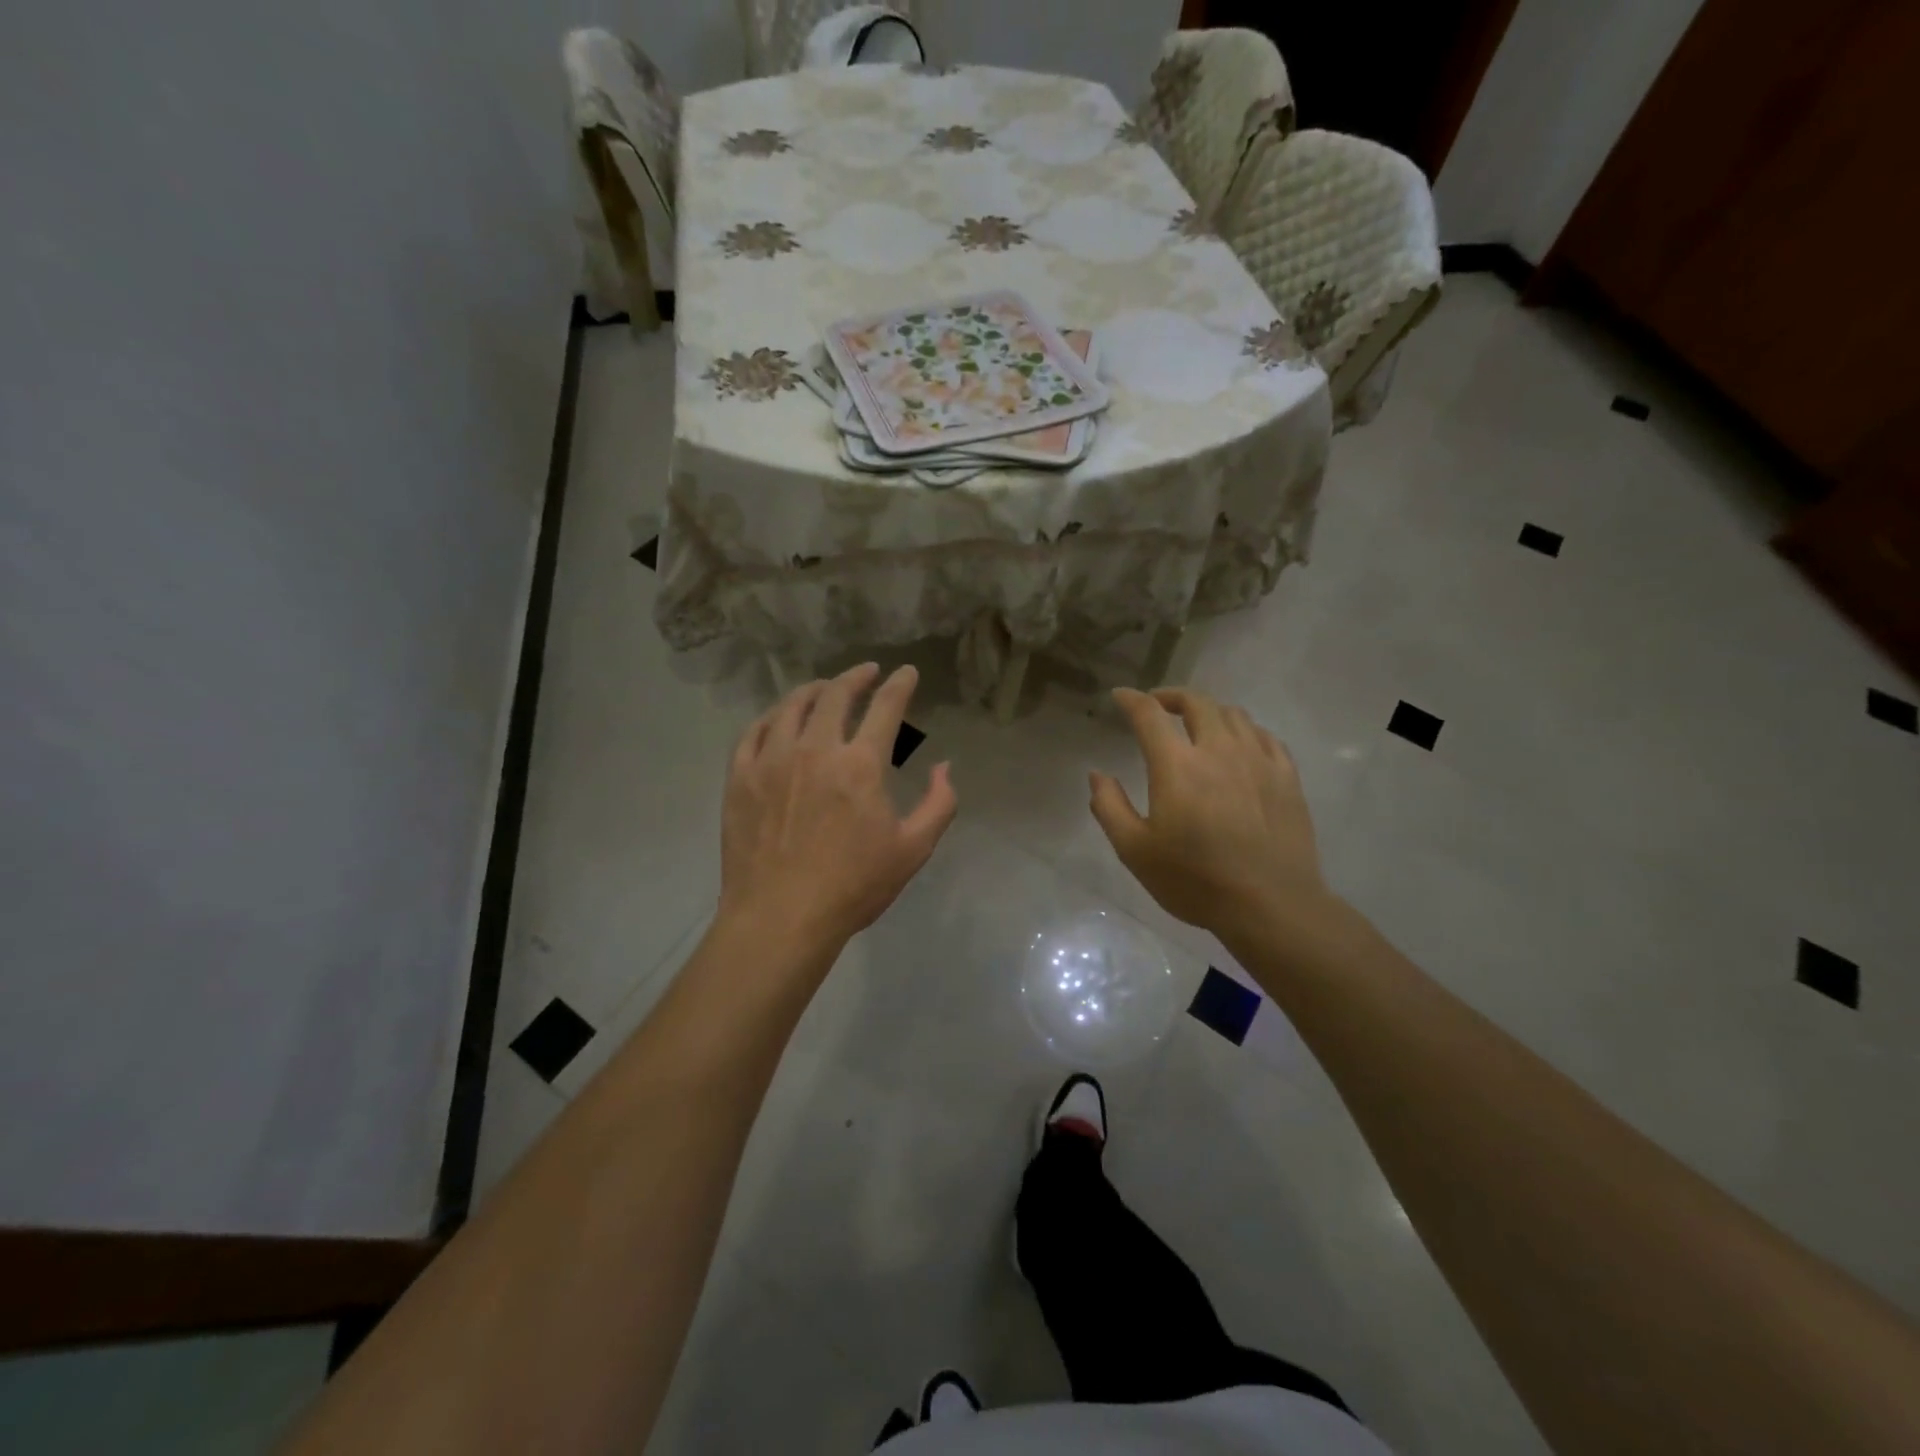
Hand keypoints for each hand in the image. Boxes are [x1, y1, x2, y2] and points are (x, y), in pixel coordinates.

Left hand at [719, 664, 956, 954]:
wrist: (780, 918)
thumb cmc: (853, 886)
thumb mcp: (913, 850)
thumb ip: (939, 803)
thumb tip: (944, 767)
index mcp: (860, 764)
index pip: (885, 707)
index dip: (900, 684)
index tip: (906, 673)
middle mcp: (815, 749)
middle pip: (835, 694)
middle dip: (856, 676)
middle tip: (867, 672)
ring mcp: (771, 760)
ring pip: (791, 706)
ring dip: (814, 690)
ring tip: (824, 688)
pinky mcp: (740, 777)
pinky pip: (753, 731)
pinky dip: (772, 717)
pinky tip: (779, 719)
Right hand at [1090, 688, 1331, 937]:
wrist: (1271, 905)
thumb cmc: (1195, 880)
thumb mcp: (1135, 851)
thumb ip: (1110, 807)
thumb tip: (1097, 775)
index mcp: (1177, 765)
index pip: (1149, 715)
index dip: (1132, 700)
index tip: (1120, 696)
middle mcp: (1219, 750)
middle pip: (1197, 703)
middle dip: (1172, 697)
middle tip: (1158, 706)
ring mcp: (1258, 760)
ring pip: (1233, 714)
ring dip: (1208, 710)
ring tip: (1197, 723)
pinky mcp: (1286, 777)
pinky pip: (1265, 736)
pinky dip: (1244, 730)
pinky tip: (1239, 744)